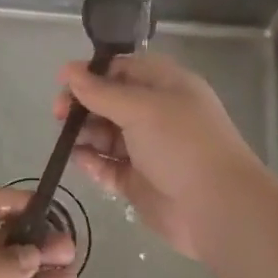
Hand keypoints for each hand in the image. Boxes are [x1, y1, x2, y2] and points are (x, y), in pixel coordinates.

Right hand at [55, 53, 270, 259]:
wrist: (217, 208)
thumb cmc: (181, 144)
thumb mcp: (140, 107)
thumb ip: (100, 91)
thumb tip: (68, 70)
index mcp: (167, 86)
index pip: (123, 69)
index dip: (93, 73)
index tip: (63, 82)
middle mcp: (158, 114)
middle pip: (111, 101)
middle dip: (84, 105)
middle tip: (59, 114)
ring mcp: (149, 149)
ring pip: (107, 134)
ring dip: (86, 133)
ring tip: (68, 139)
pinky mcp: (139, 181)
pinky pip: (109, 166)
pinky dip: (93, 162)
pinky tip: (80, 160)